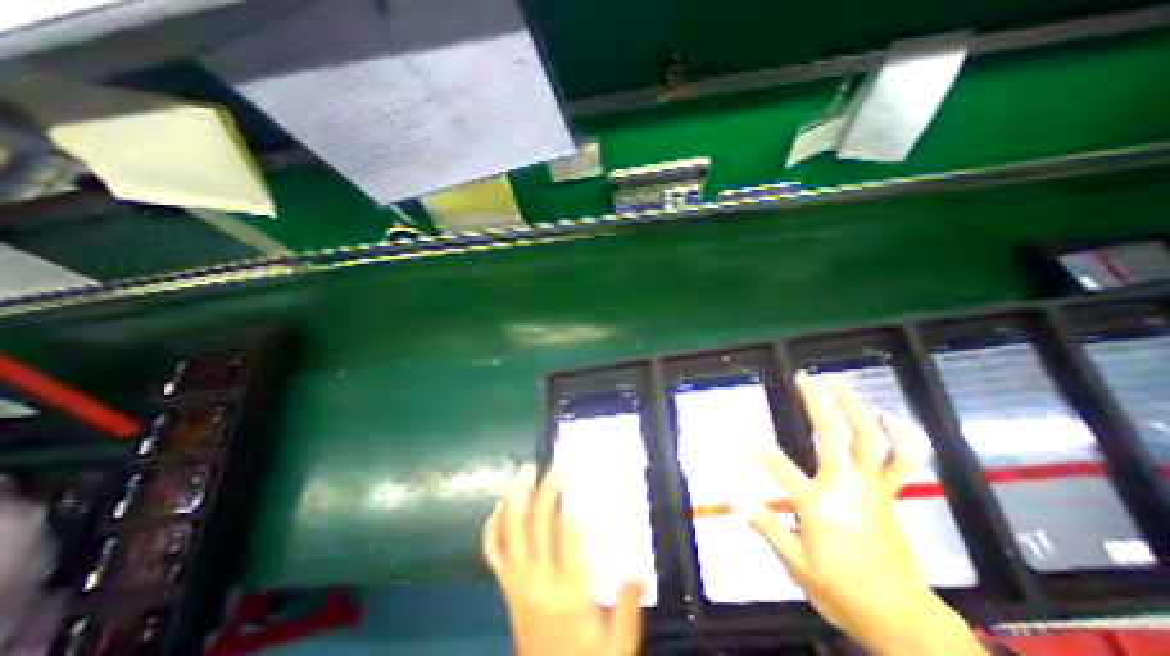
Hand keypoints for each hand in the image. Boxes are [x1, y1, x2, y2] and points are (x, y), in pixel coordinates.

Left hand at [489, 468, 648, 655]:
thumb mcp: (618, 644)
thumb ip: (628, 604)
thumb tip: (637, 564)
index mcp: (569, 591)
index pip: (567, 536)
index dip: (570, 504)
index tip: (576, 478)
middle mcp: (539, 581)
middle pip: (538, 525)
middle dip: (544, 492)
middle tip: (552, 469)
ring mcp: (517, 583)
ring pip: (512, 533)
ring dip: (516, 501)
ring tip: (522, 475)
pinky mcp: (506, 588)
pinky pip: (493, 553)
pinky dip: (492, 529)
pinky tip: (497, 508)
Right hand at [748, 375, 985, 655]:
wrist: (904, 622)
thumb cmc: (843, 593)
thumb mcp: (797, 567)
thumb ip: (768, 530)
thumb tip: (738, 505)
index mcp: (820, 506)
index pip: (783, 471)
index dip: (765, 454)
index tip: (748, 440)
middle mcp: (847, 488)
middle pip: (832, 436)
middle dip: (817, 403)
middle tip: (804, 378)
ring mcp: (873, 488)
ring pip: (867, 439)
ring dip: (852, 407)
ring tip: (837, 382)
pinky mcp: (888, 494)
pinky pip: (899, 461)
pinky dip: (896, 436)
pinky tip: (887, 415)